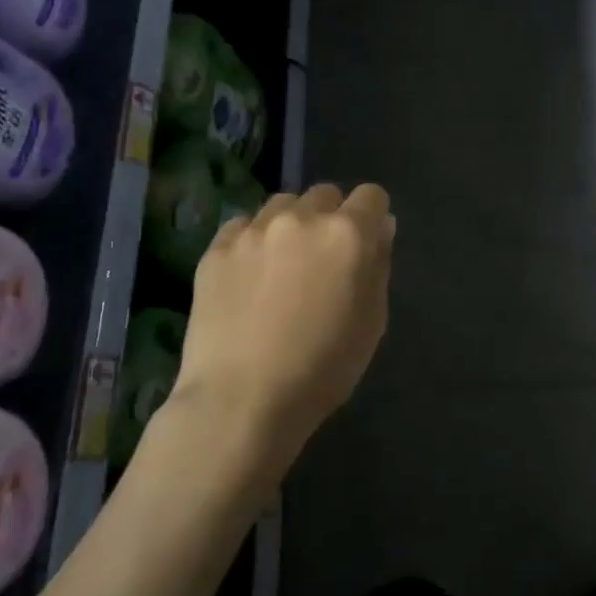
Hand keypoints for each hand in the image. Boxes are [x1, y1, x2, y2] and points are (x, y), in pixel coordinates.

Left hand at [170, 183, 394, 476]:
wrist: (241, 400)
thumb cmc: (322, 369)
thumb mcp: (372, 322)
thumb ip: (378, 265)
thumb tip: (379, 228)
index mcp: (347, 234)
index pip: (371, 196)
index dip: (372, 217)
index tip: (366, 244)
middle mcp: (301, 219)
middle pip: (325, 195)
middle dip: (331, 218)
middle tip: (324, 260)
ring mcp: (253, 230)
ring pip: (282, 204)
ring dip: (291, 224)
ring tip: (283, 263)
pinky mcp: (216, 248)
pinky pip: (243, 226)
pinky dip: (253, 240)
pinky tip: (250, 275)